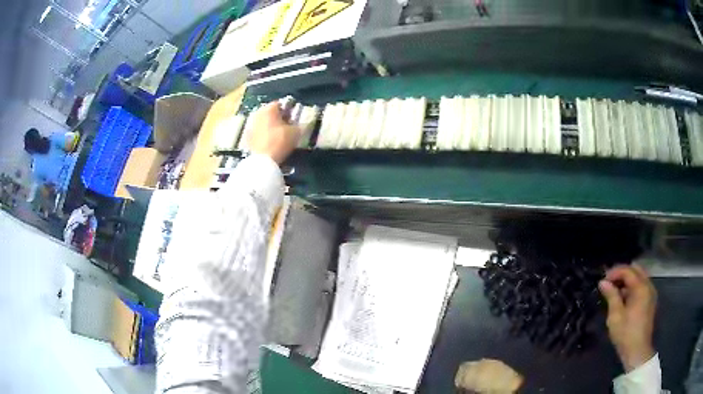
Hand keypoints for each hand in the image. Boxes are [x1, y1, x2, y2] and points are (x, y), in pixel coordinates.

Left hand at [248, 102, 300, 163]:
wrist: (262, 161)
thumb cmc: (280, 141)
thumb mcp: (295, 132)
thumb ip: (298, 124)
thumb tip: (298, 123)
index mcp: (269, 108)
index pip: (281, 104)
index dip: (289, 110)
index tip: (294, 118)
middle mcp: (258, 113)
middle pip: (271, 113)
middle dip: (279, 118)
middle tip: (287, 126)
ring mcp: (251, 125)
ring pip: (264, 123)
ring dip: (271, 127)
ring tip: (280, 135)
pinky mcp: (248, 137)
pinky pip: (259, 133)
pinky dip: (265, 135)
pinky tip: (271, 143)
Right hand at [599, 264, 656, 371]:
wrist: (637, 351)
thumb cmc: (626, 334)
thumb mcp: (615, 316)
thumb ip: (611, 296)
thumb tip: (603, 282)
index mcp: (641, 287)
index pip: (628, 270)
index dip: (615, 272)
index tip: (603, 280)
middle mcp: (648, 285)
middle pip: (636, 269)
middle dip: (622, 273)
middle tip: (609, 282)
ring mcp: (651, 293)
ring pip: (639, 277)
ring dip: (627, 280)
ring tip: (615, 290)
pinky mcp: (650, 301)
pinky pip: (642, 286)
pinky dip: (633, 287)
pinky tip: (624, 298)